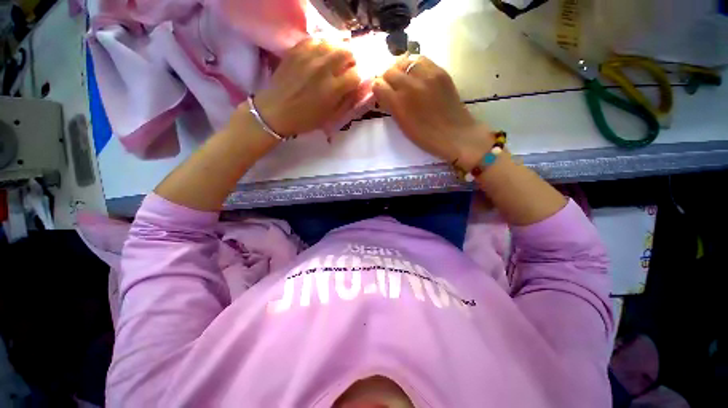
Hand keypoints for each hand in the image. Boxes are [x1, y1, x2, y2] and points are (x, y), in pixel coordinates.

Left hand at [252, 38, 362, 136]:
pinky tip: (321, 54)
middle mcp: (323, 69)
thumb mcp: (330, 117)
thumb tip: (358, 89)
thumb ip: (346, 102)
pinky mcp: (296, 50)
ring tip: (335, 60)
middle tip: (346, 69)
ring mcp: (308, 56)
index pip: (356, 75)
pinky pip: (315, 39)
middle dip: (351, 61)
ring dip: (338, 51)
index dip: (357, 79)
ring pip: (332, 42)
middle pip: (347, 52)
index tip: (354, 83)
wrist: (275, 111)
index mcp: (333, 89)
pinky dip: (322, 44)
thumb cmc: (305, 119)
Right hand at [373, 56, 492, 169]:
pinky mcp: (440, 71)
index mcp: (399, 103)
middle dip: (386, 78)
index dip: (377, 89)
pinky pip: (420, 59)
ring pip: (404, 61)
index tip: (380, 94)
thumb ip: (391, 107)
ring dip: (399, 69)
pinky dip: (413, 64)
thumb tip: (383, 93)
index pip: (378, 85)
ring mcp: (427, 75)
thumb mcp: (402, 125)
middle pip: (389, 71)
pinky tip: (415, 73)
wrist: (454, 134)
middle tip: (391, 87)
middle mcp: (410, 85)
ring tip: (402, 78)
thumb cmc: (425, 137)